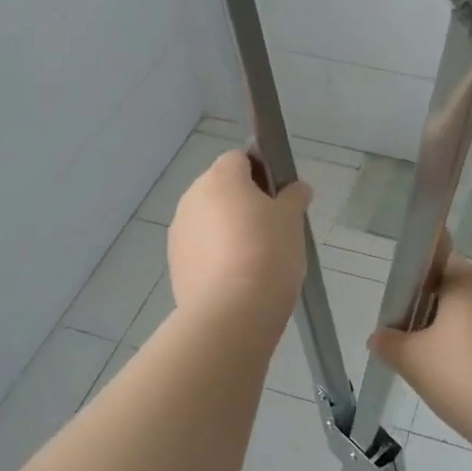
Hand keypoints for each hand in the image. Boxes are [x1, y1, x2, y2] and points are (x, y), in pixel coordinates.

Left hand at [168, 151, 311, 330]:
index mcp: (220, 178)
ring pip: (208, 220)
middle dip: (243, 203)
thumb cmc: (268, 252)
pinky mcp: (175, 264)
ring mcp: (179, 232)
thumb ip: (293, 197)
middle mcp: (192, 198)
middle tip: (272, 229)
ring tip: (256, 259)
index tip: (279, 198)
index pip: (239, 158)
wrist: (232, 312)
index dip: (261, 172)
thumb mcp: (292, 219)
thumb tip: (296, 189)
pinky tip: (238, 278)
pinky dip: (216, 256)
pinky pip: (200, 249)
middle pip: (221, 189)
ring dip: (227, 230)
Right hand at [369, 255, 471, 457]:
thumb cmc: (469, 381)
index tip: (406, 321)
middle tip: (421, 354)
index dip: (416, 287)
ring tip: (451, 377)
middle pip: (458, 291)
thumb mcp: (414, 363)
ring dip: (463, 336)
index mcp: (469, 280)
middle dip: (437, 317)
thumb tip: (381, 335)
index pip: (435, 263)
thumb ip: (390, 343)